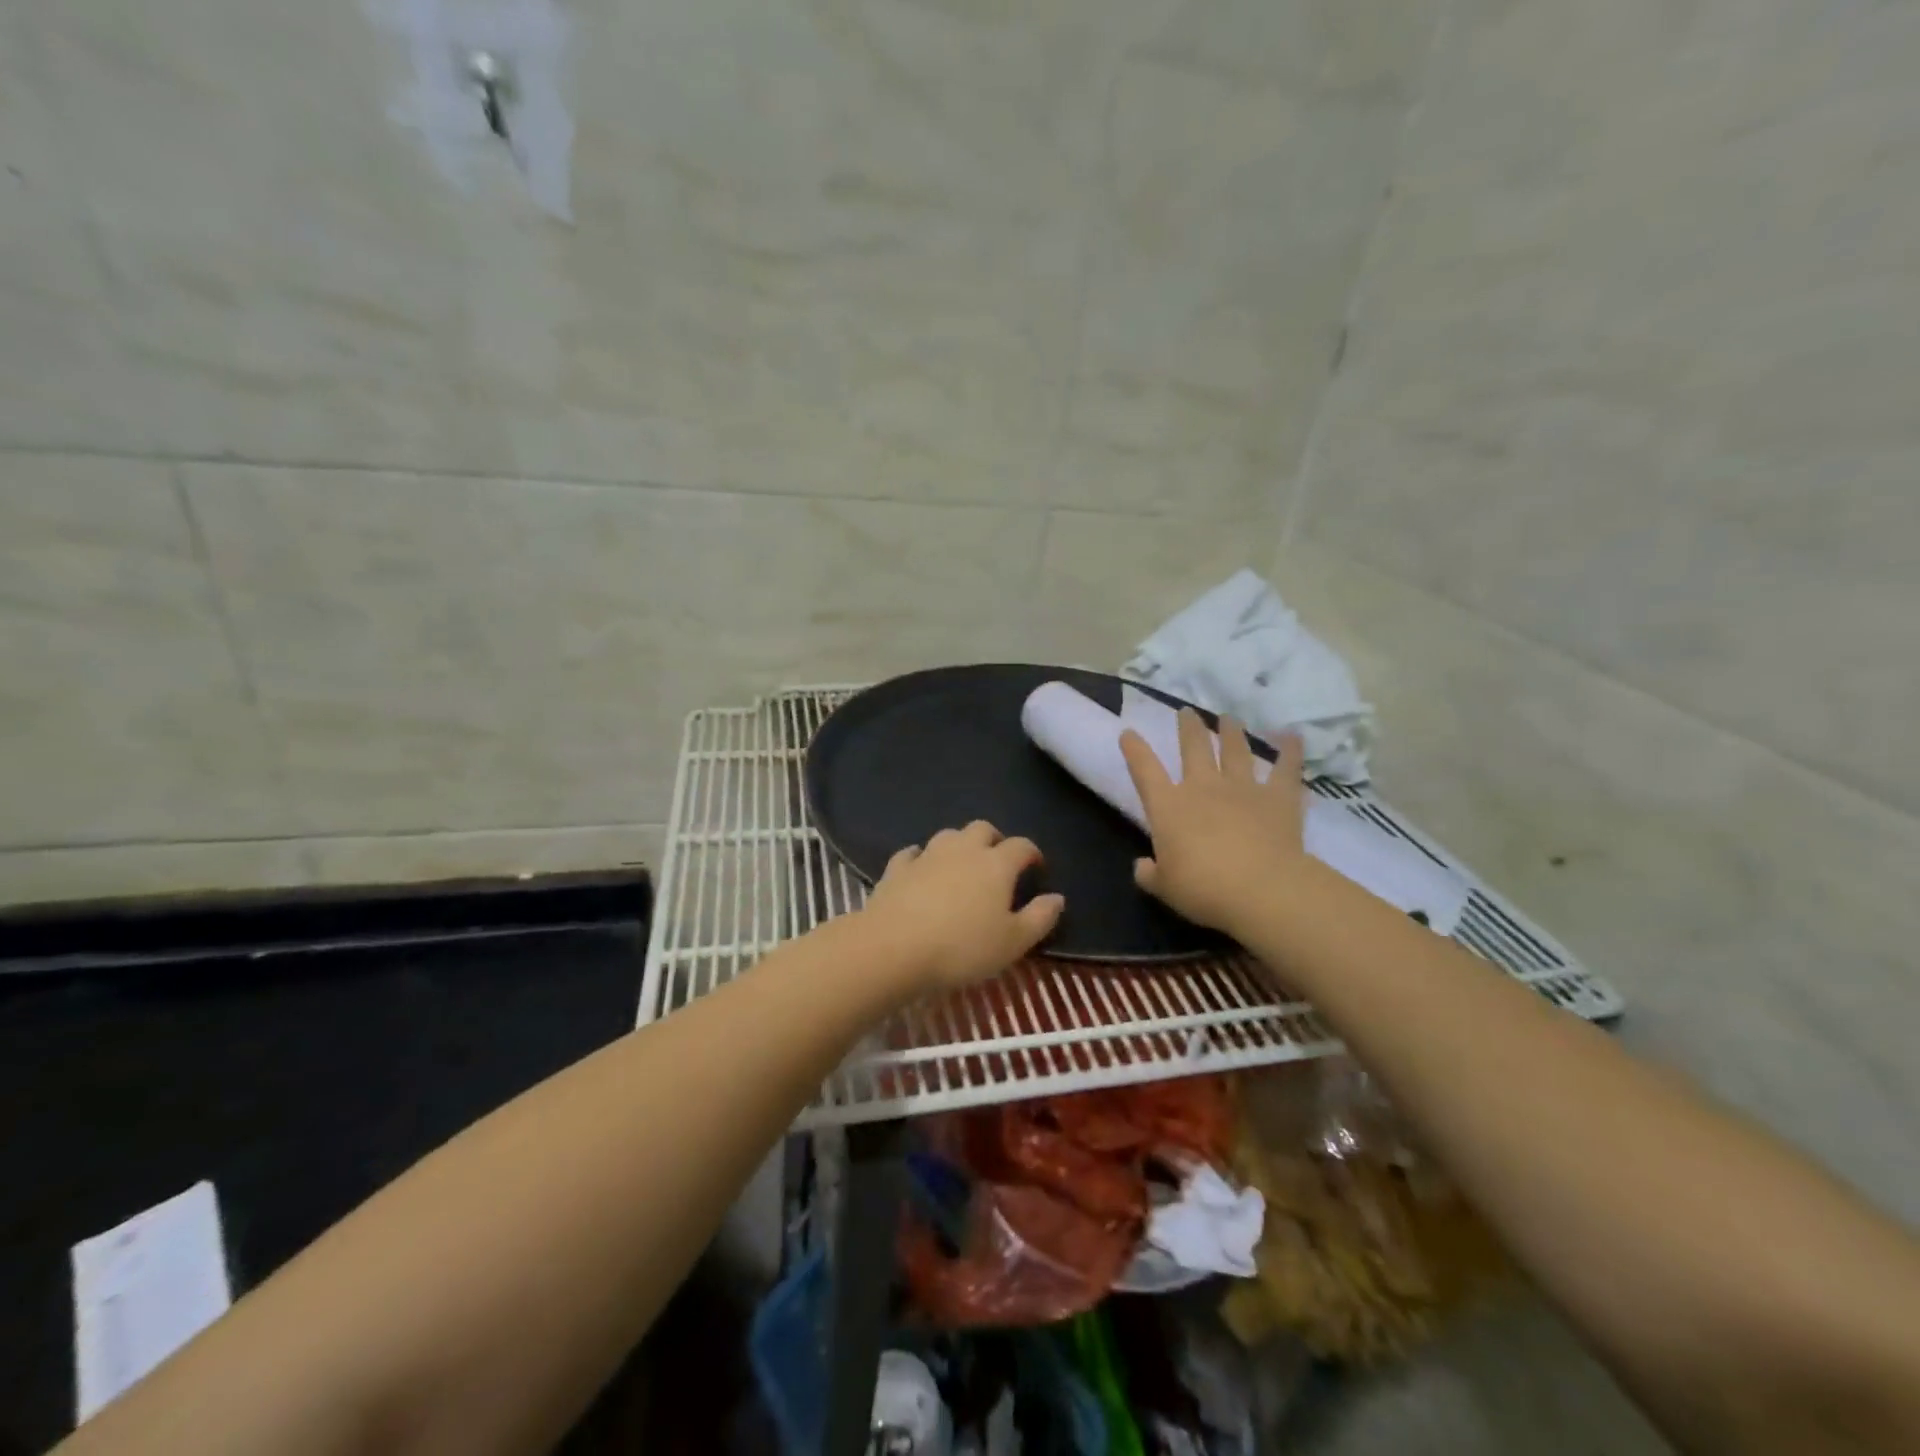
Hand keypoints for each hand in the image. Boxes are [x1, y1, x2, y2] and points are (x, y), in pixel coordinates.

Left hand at [859, 821, 1065, 993]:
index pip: (1021, 846)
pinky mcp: (897, 867)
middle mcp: (963, 850)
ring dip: (959, 845)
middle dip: (994, 840)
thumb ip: (1039, 918)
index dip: (1032, 854)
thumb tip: (1057, 897)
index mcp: (996, 864)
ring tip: (961, 866)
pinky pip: (912, 853)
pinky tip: (920, 869)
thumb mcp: (1012, 943)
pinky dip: (921, 858)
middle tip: (998, 863)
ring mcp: (927, 855)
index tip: (1036, 868)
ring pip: (948, 835)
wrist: (893, 948)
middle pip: (983, 829)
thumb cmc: (962, 948)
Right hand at [1120, 709, 1307, 936]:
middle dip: (1189, 728)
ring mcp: (1243, 789)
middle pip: (1194, 747)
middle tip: (1187, 712)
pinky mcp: (1279, 798)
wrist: (1261, 889)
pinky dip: (1290, 751)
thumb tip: (1142, 867)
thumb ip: (1150, 874)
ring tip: (1229, 718)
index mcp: (1168, 807)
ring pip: (1235, 750)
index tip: (1129, 732)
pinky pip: (1285, 769)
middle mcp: (1203, 787)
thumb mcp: (1164, 888)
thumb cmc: (1203, 889)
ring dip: (1231, 732)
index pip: (1145, 770)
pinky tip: (1293, 736)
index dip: (1135, 750)